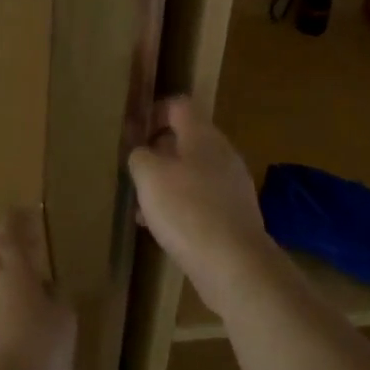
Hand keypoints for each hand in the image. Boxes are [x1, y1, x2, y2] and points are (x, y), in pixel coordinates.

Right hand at [128, 96, 275, 313]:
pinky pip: (202, 200)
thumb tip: (142, 153)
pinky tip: (163, 229)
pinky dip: (181, 206)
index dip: (154, 112)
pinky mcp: (235, 214)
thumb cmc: (187, 210)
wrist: (234, 263)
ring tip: (143, 205)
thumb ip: (140, 156)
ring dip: (168, 183)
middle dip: (158, 153)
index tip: (134, 133)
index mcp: (203, 136)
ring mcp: (233, 185)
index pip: (179, 106)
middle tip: (135, 172)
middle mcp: (223, 154)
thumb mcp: (149, 176)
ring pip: (193, 173)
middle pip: (187, 140)